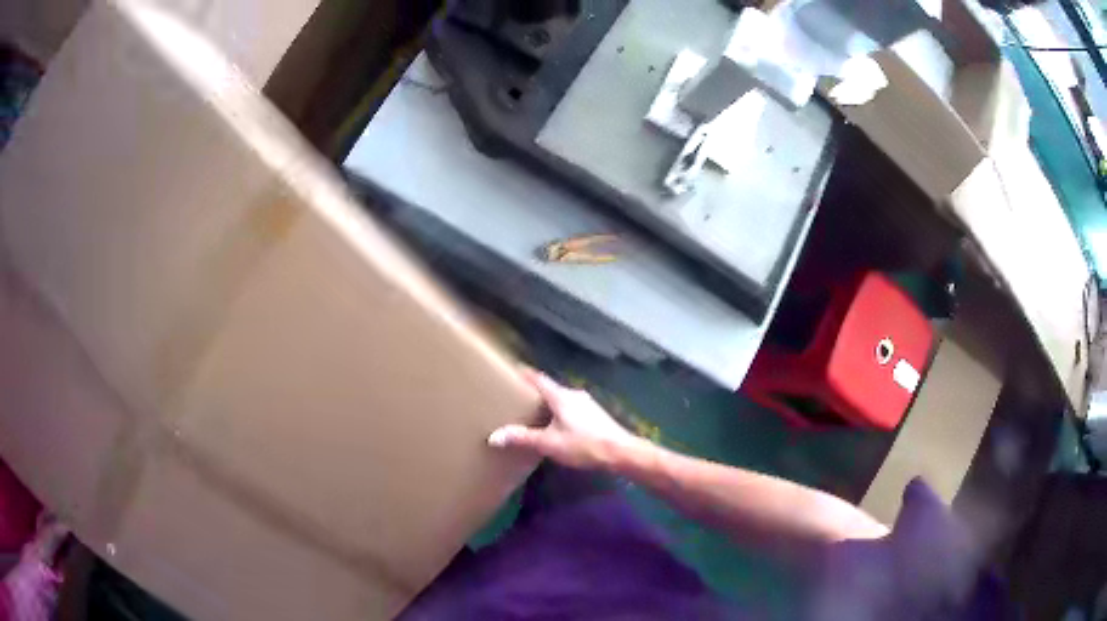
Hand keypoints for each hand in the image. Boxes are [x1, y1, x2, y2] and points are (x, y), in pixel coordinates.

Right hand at [488, 369, 640, 469]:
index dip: (524, 374)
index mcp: (561, 396)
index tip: (510, 370)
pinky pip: (571, 409)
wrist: (622, 453)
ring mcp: (587, 405)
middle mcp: (574, 395)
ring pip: (561, 400)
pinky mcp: (596, 416)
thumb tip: (494, 436)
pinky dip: (559, 413)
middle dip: (533, 392)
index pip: (539, 379)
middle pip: (550, 389)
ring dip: (547, 404)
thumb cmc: (584, 445)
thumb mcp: (549, 443)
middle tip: (515, 397)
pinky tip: (555, 426)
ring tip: (532, 414)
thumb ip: (523, 438)